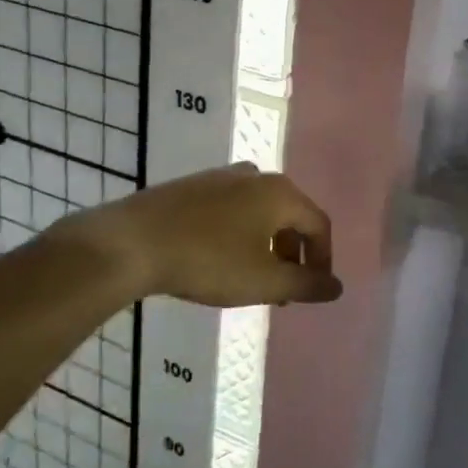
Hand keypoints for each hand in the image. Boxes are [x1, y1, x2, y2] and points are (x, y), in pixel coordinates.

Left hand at [60, 162, 342, 307]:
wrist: (130, 242)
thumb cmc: (207, 261)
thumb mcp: (264, 281)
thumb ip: (306, 284)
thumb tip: (337, 287)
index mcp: (280, 193)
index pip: (319, 225)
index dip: (323, 261)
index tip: (313, 292)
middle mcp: (256, 175)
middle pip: (290, 217)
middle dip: (293, 256)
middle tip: (283, 291)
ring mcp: (221, 177)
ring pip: (260, 213)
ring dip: (266, 247)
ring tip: (253, 280)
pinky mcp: (192, 186)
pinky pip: (232, 210)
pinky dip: (240, 235)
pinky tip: (219, 260)